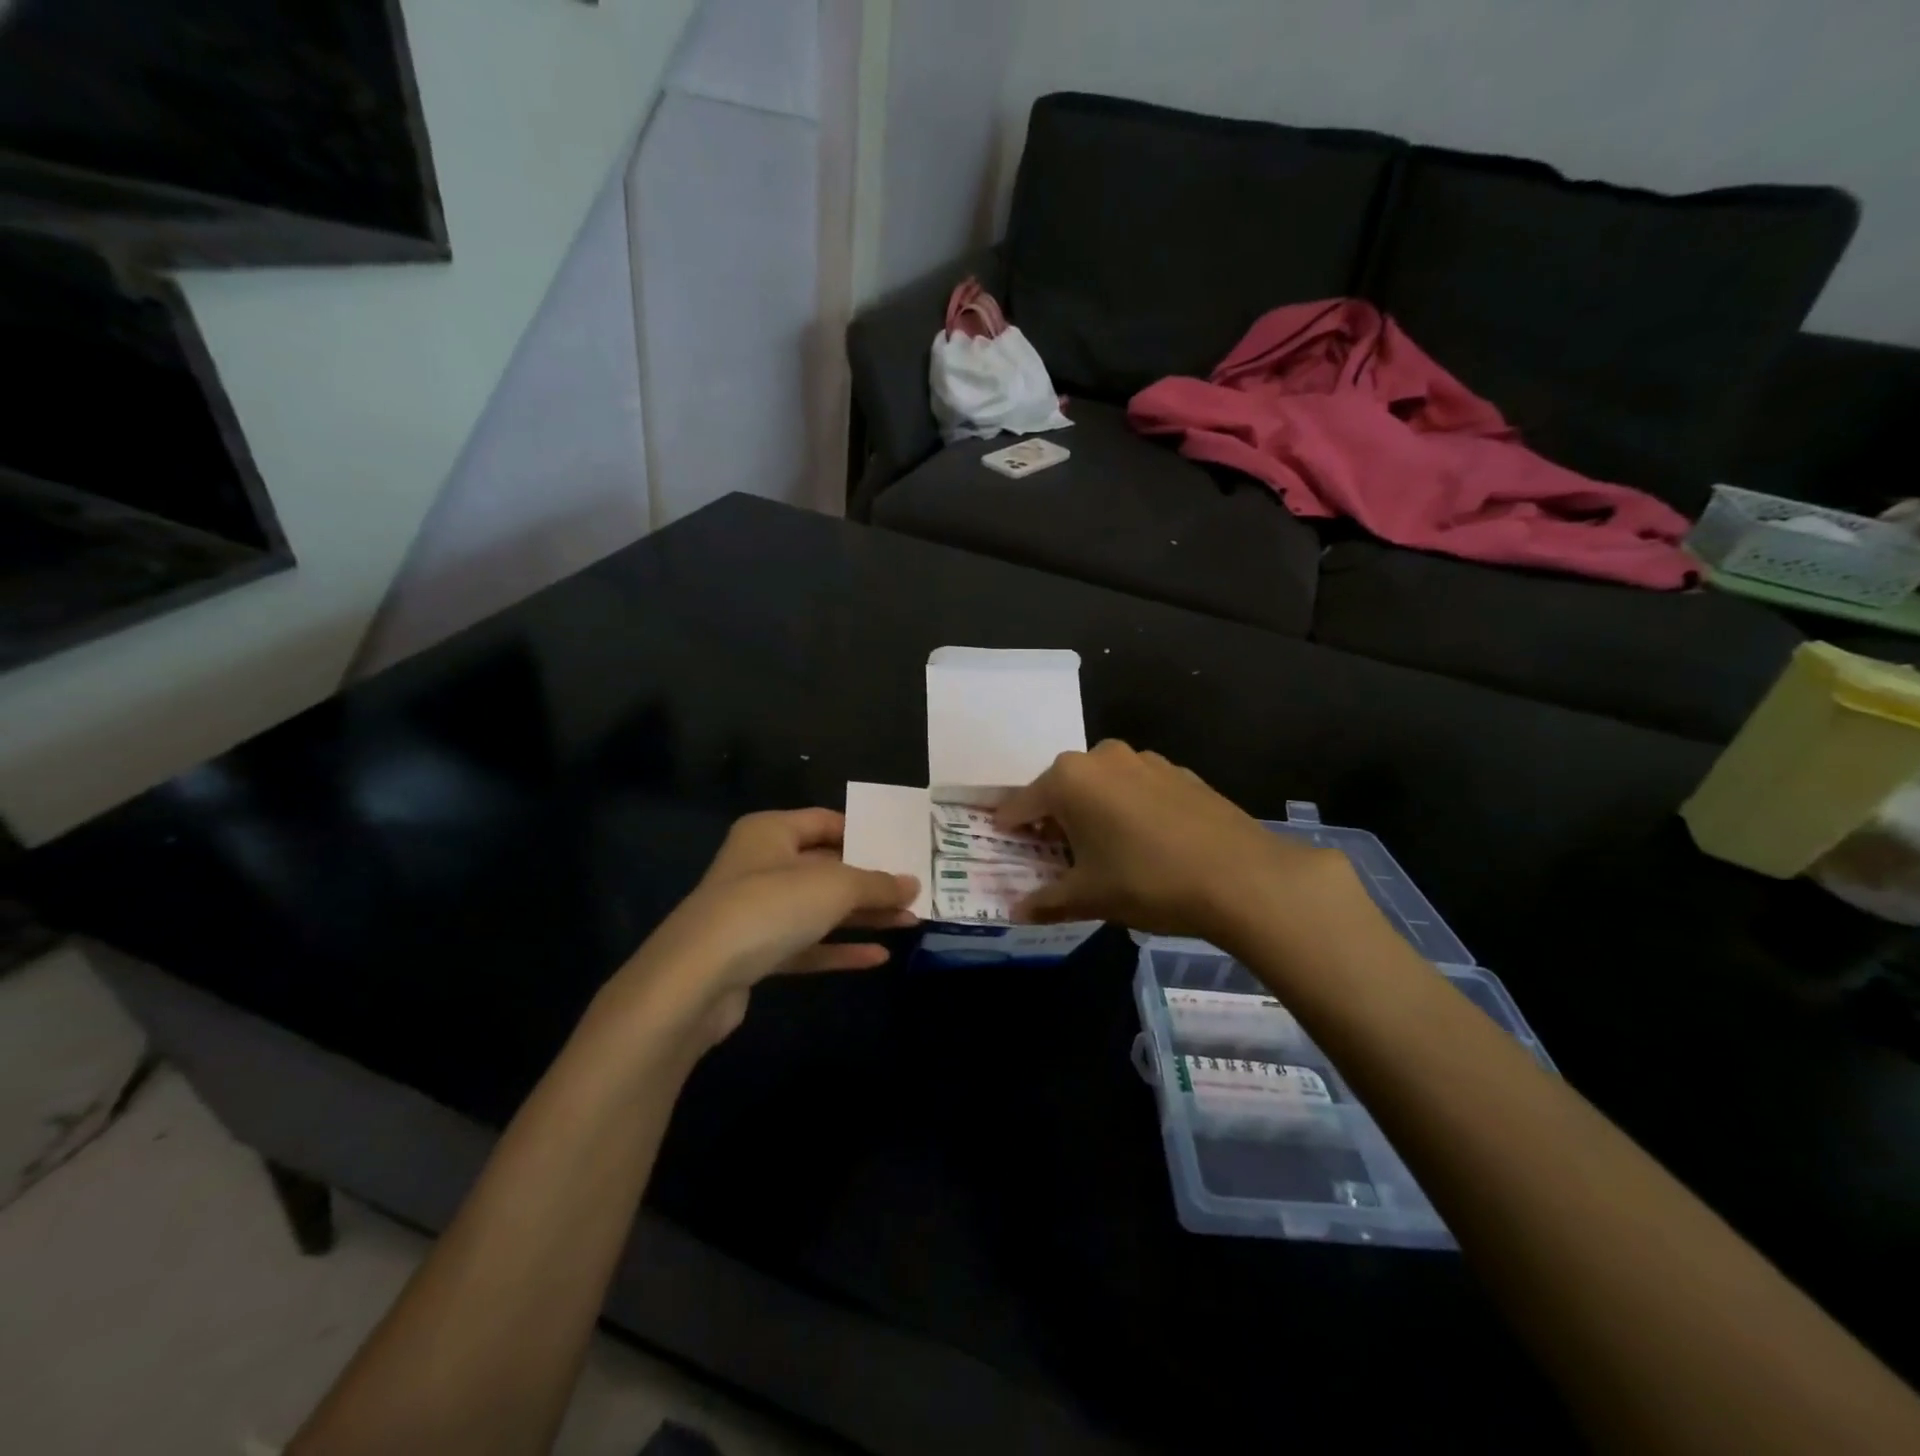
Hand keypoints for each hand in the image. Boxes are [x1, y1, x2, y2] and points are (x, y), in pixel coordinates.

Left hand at [599, 809, 918, 1049]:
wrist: (696, 979)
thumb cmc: (769, 907)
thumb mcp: (834, 887)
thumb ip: (876, 884)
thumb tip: (912, 884)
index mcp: (771, 832)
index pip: (825, 822)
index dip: (864, 833)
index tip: (901, 848)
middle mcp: (760, 865)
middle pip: (826, 867)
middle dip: (870, 881)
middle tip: (914, 890)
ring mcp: (755, 912)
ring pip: (819, 909)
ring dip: (862, 916)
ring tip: (909, 922)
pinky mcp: (754, 954)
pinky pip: (806, 945)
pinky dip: (839, 948)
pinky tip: (878, 957)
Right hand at [994, 739, 1354, 941]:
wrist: (1241, 877)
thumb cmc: (1147, 882)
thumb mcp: (1089, 896)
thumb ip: (1046, 901)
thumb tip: (1015, 912)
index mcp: (1069, 780)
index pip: (1022, 804)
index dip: (1009, 828)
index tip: (1004, 846)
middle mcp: (1102, 757)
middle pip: (1061, 788)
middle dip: (1053, 819)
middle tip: (1055, 854)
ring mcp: (1145, 760)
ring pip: (1101, 785)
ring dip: (1092, 810)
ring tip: (1102, 849)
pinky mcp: (1179, 772)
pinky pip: (1137, 788)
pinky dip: (1128, 808)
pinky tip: (1145, 841)